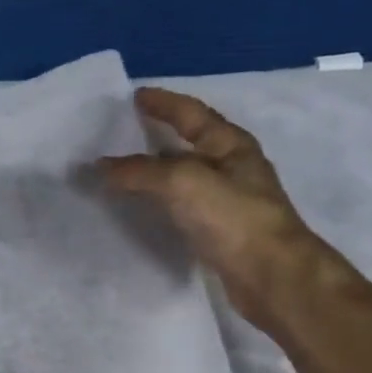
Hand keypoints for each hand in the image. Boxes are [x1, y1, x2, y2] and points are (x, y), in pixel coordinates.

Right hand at [99, 87, 332, 324]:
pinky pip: (183, 206)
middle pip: (191, 143)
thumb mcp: (182, 183)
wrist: (272, 277)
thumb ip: (139, 172)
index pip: (192, 114)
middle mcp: (233, 168)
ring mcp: (229, 201)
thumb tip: (99, 166)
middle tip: (124, 131)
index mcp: (231, 145)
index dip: (164, 103)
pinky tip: (144, 208)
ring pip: (185, 176)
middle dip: (160, 134)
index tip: (135, 96)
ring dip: (157, 170)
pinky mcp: (221, 232)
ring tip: (125, 169)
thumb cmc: (233, 218)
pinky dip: (161, 200)